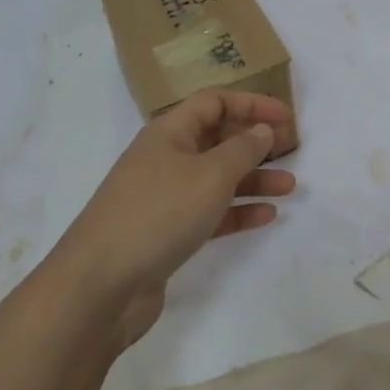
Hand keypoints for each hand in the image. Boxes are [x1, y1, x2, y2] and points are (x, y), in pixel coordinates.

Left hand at [49, 89, 297, 346]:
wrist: (100, 286)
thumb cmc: (158, 213)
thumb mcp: (210, 175)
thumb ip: (242, 149)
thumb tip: (262, 130)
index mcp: (168, 132)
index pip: (214, 103)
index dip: (251, 104)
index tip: (285, 117)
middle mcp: (164, 158)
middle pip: (215, 138)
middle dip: (253, 143)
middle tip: (290, 151)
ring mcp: (163, 197)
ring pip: (215, 178)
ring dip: (252, 179)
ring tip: (289, 187)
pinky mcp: (165, 233)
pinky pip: (209, 212)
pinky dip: (236, 211)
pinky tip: (266, 216)